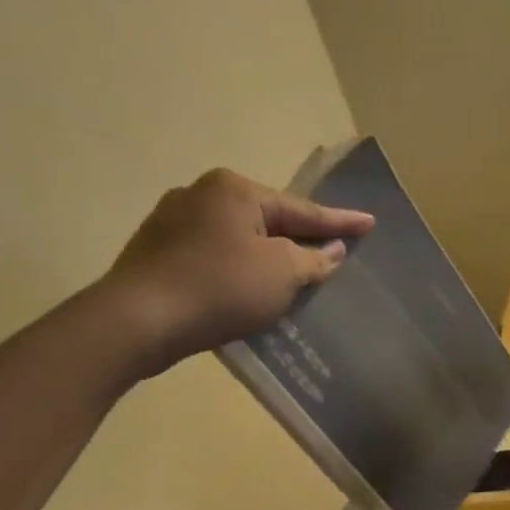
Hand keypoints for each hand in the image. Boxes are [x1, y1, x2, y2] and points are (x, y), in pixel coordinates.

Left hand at [97, 168, 372, 376]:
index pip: (301, 209)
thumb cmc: (221, 289)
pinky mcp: (156, 252)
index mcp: (234, 190)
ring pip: (237, 238)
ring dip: (265, 256)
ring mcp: (172, 221)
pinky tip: (244, 288)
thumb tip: (332, 250)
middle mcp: (201, 194)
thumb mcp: (282, 274)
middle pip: (267, 220)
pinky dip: (236, 270)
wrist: (139, 320)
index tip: (370, 222)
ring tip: (290, 273)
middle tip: (330, 249)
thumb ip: (313, 259)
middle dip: (298, 236)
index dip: (340, 222)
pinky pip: (213, 256)